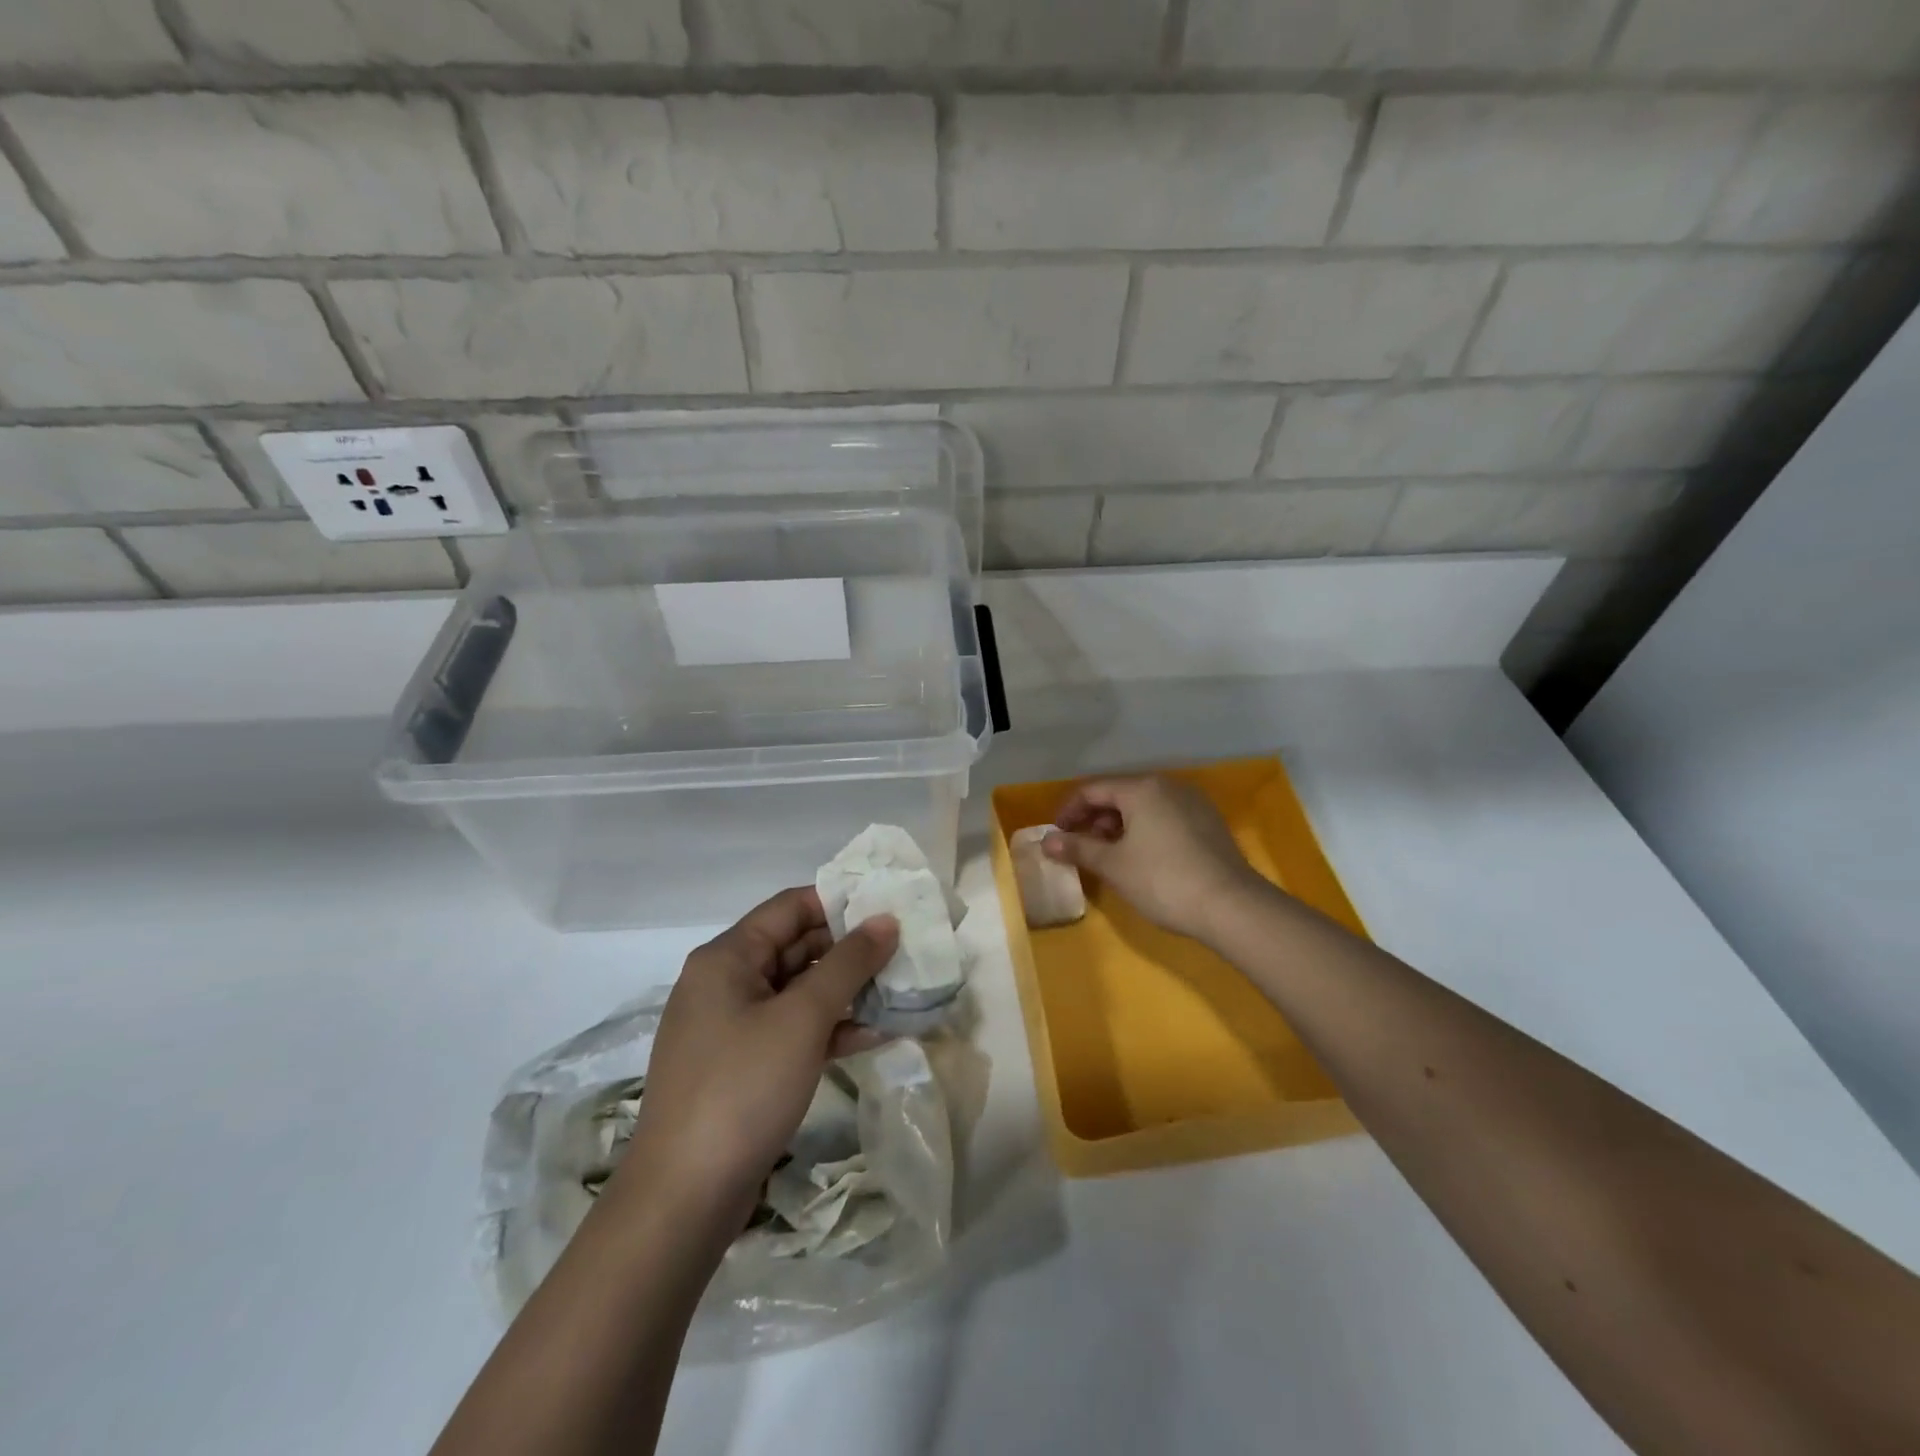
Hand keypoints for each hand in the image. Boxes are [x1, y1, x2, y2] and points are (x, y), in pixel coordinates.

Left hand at [615, 887, 898, 1219]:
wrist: (683, 1199)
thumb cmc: (742, 1088)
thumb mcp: (802, 1019)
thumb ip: (848, 964)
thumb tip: (885, 921)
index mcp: (726, 958)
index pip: (789, 907)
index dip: (839, 902)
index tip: (887, 907)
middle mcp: (725, 983)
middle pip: (794, 947)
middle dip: (848, 949)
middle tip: (902, 950)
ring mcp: (731, 1028)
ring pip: (797, 991)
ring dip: (845, 991)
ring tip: (899, 990)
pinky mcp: (741, 1067)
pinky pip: (791, 1030)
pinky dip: (828, 1028)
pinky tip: (874, 1035)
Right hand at [1044, 775, 1265, 942]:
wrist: (1232, 906)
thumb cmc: (1163, 880)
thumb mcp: (1113, 865)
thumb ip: (1077, 848)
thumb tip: (1047, 841)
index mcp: (1142, 788)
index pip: (1092, 790)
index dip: (1068, 812)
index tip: (1056, 837)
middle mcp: (1168, 786)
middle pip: (1119, 795)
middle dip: (1094, 820)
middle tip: (1079, 848)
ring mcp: (1192, 803)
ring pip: (1143, 807)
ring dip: (1118, 827)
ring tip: (1107, 856)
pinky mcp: (1208, 823)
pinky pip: (1164, 817)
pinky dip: (1144, 831)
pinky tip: (1140, 858)